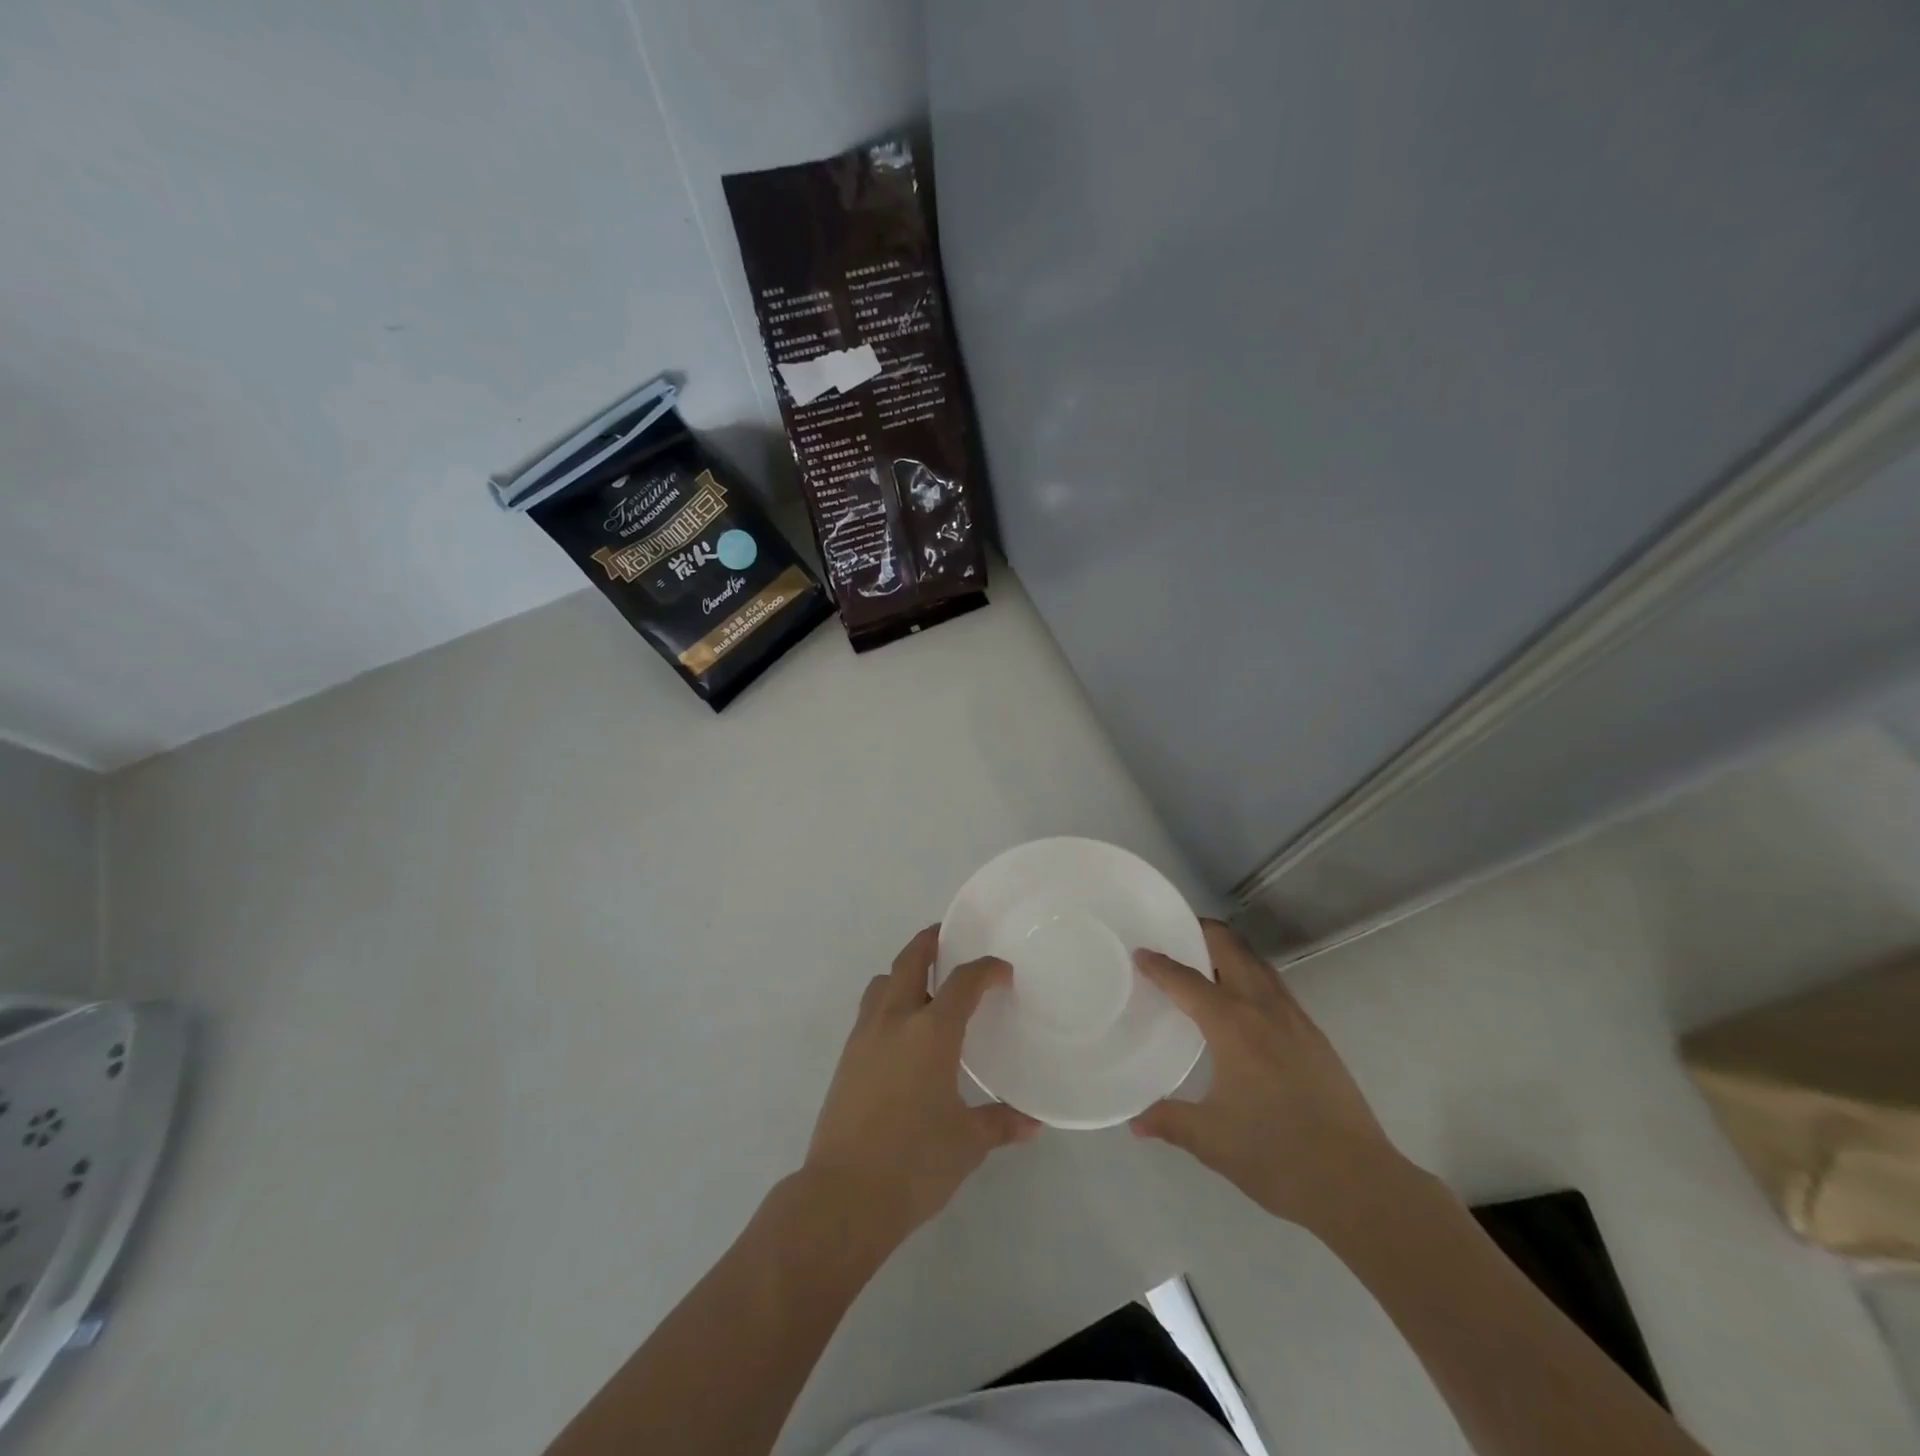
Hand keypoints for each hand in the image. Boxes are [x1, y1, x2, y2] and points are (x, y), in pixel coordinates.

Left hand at [803, 926, 1039, 1239]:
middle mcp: (895, 1020)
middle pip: (910, 960)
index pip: (963, 981)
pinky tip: (902, 1032)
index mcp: (932, 1032)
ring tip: (924, 985)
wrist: (843, 1195)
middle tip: (949, 938)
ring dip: (902, 971)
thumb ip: (1000, 1123)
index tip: (1002, 971)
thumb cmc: (915, 1163)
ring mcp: (865, 1036)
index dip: (986, 969)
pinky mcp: (846, 1057)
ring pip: (882, 982)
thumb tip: (1034, 1123)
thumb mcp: (967, 1143)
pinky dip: (887, 1001)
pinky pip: (869, 1010)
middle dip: (930, 942)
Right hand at [1131, 919, 1403, 1230]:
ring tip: (1205, 962)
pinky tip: (1243, 1006)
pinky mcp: (1315, 1036)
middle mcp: (1264, 1009)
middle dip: (1202, 933)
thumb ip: (1169, 1120)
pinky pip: (1275, 987)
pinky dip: (1251, 977)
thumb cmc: (1276, 1155)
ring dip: (1230, 952)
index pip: (1187, 980)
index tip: (1140, 953)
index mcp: (1232, 1025)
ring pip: (1258, 964)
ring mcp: (1295, 1019)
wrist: (1358, 1183)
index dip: (1159, 965)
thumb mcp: (1211, 1140)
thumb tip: (1136, 1121)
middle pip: (1231, 949)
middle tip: (1175, 936)